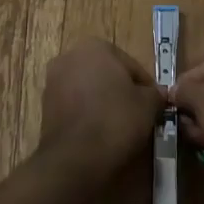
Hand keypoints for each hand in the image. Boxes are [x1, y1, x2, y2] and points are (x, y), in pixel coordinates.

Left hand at [38, 37, 165, 182]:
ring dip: (103, 103)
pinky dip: (87, 115)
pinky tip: (99, 134)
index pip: (131, 66)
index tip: (154, 108)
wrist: (75, 157)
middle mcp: (70, 56)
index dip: (146, 88)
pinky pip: (75, 106)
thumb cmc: (116, 121)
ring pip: (89, 90)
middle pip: (107, 75)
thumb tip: (158, 95)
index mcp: (95, 46)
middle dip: (121, 92)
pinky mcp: (45, 106)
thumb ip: (155, 94)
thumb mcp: (148, 105)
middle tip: (137, 116)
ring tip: (119, 128)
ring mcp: (53, 80)